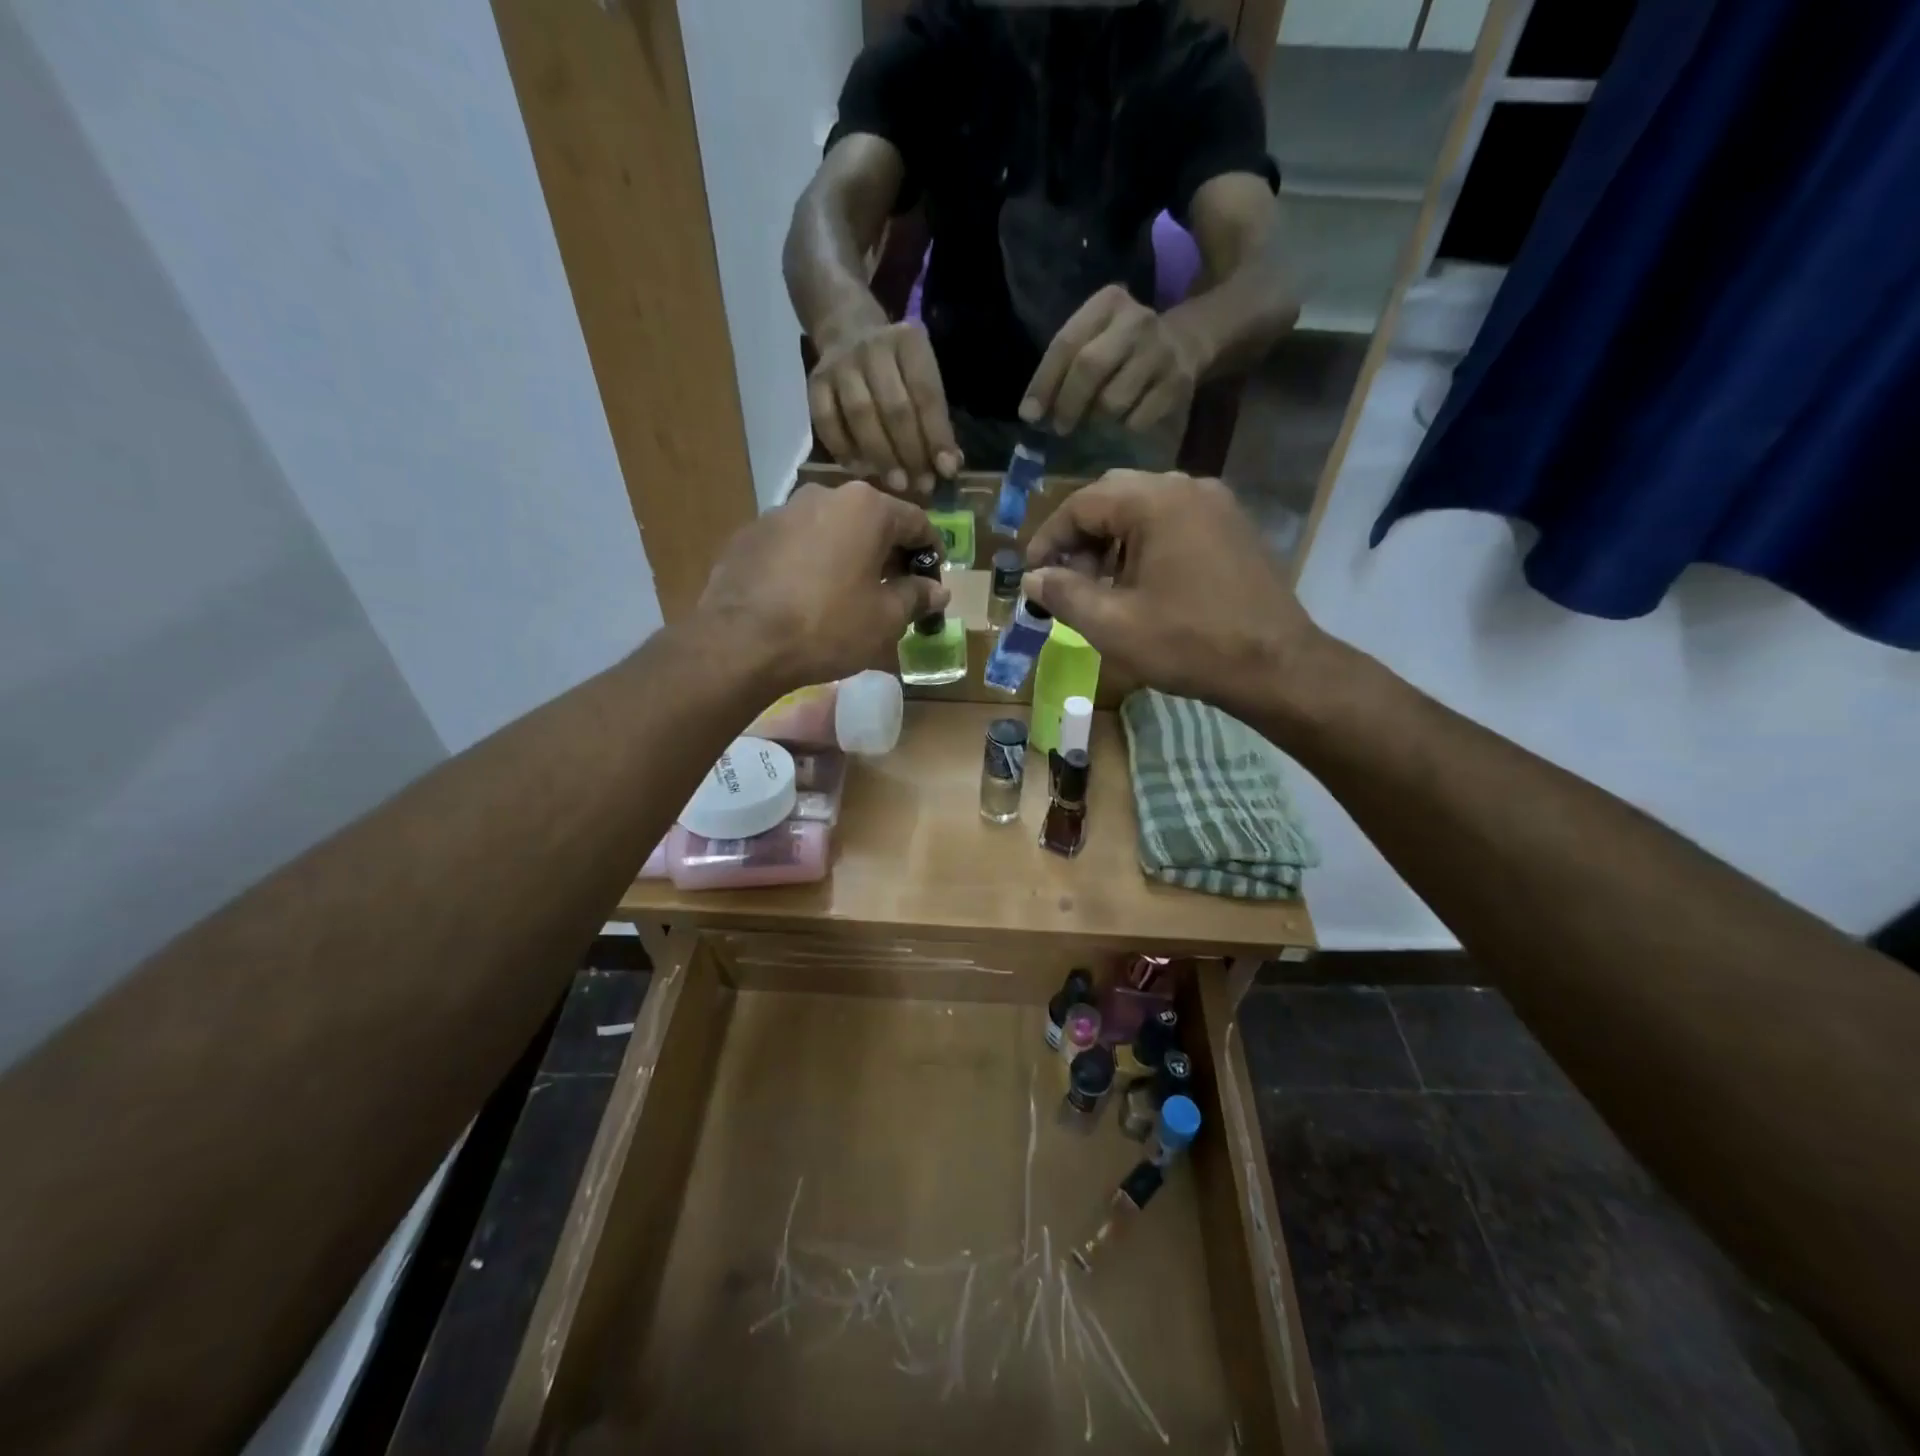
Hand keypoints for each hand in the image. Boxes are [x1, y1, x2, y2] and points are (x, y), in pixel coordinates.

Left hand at [698, 481, 947, 692]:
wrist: (742, 642)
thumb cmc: (828, 626)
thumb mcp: (886, 619)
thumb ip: (916, 597)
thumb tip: (937, 591)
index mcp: (866, 507)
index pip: (916, 521)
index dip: (931, 553)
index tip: (933, 581)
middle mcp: (824, 495)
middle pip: (870, 521)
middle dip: (887, 553)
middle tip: (894, 591)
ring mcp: (781, 511)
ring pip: (830, 529)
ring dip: (846, 555)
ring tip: (847, 594)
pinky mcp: (750, 533)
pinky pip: (794, 544)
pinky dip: (809, 562)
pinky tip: (805, 597)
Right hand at [808, 316, 961, 494]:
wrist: (847, 332)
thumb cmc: (897, 369)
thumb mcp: (923, 379)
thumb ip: (936, 420)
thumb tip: (948, 467)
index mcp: (908, 342)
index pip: (926, 394)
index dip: (937, 436)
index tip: (946, 470)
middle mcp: (873, 348)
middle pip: (893, 408)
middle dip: (910, 452)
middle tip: (920, 485)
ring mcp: (840, 365)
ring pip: (860, 416)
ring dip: (880, 456)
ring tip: (896, 484)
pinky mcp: (815, 383)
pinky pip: (827, 422)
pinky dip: (845, 450)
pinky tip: (861, 470)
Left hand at [1020, 285, 1206, 436]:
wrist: (1186, 341)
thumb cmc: (1122, 347)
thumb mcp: (1094, 338)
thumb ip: (1063, 367)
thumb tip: (1031, 414)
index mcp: (1108, 303)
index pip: (1065, 344)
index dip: (1043, 383)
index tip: (1029, 415)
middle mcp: (1137, 321)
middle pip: (1089, 368)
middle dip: (1067, 405)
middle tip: (1059, 428)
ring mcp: (1160, 352)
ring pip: (1112, 401)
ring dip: (1096, 420)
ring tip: (1095, 419)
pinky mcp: (1177, 383)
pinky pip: (1136, 420)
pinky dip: (1123, 427)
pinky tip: (1124, 418)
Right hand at [1021, 472, 1324, 719]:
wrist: (1276, 666)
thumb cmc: (1189, 644)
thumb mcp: (1112, 625)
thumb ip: (1063, 594)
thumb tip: (1032, 579)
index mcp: (1156, 501)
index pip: (1082, 503)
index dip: (1049, 538)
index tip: (1033, 576)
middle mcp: (1188, 487)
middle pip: (1113, 497)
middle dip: (1080, 537)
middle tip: (1065, 580)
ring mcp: (1217, 505)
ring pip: (1144, 508)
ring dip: (1111, 541)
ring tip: (1098, 587)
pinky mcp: (1233, 528)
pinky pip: (1174, 521)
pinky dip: (1144, 544)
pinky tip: (1139, 585)